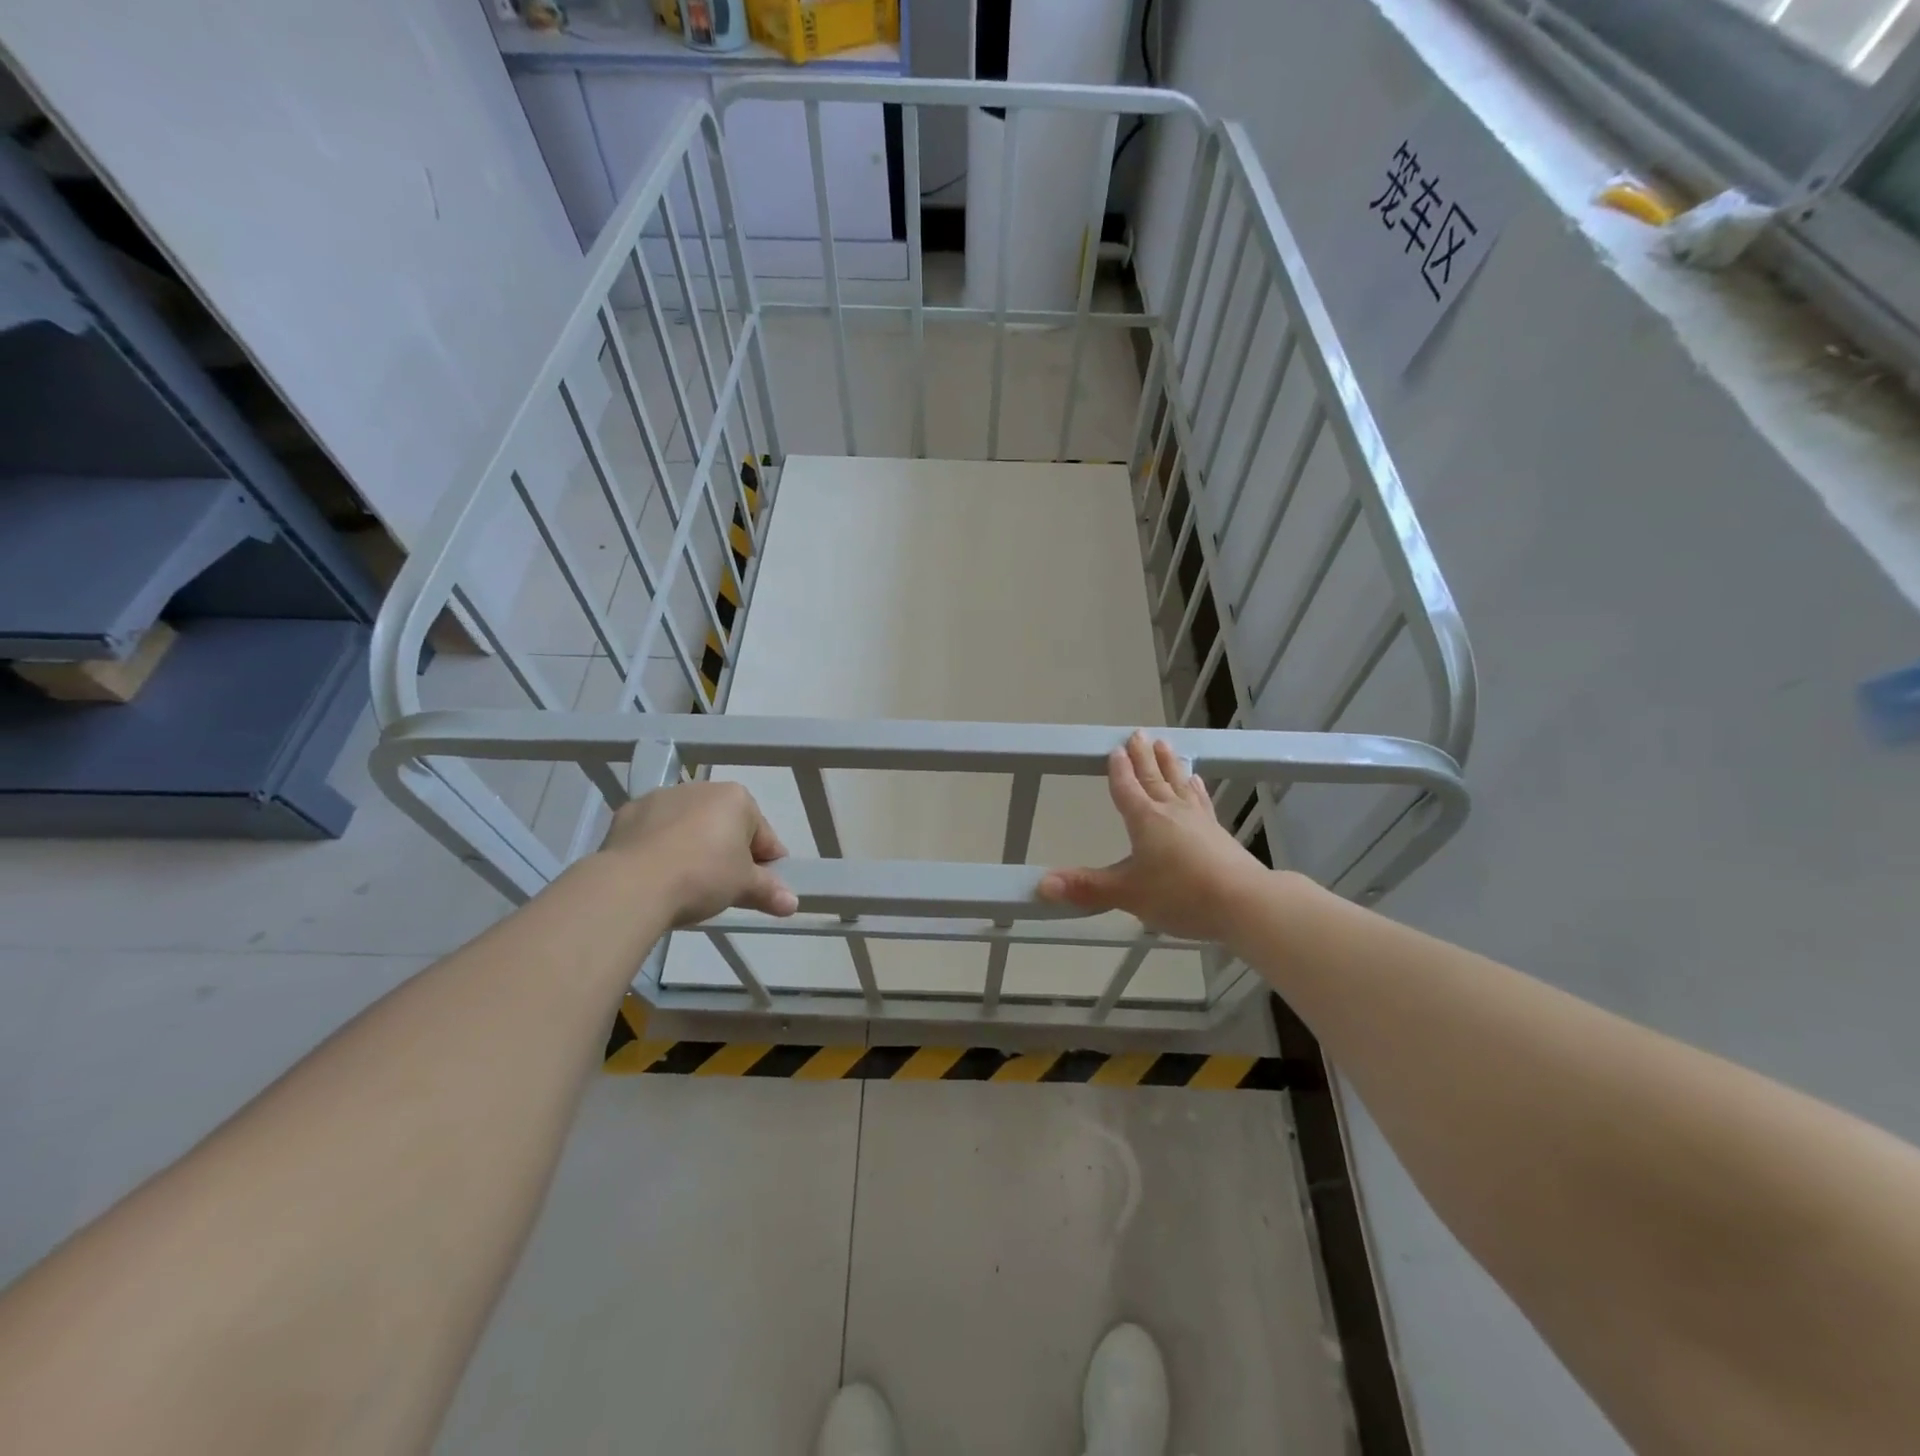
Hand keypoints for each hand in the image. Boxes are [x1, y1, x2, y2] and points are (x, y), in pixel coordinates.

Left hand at [598, 780, 796, 925]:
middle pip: (725, 826)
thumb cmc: (702, 876)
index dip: (767, 864)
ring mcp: (660, 798)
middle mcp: (700, 788)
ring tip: (686, 884)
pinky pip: (654, 832)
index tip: (762, 888)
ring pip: (688, 826)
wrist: (633, 884)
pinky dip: (660, 848)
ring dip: (693, 848)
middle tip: (724, 888)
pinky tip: (658, 875)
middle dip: (727, 852)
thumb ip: (769, 891)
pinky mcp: (628, 814)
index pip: (763, 835)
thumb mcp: (744, 887)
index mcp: (736, 798)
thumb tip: (793, 903)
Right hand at [1039, 730, 1270, 942]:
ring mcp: (1198, 820)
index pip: (1127, 788)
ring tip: (1165, 745)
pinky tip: (1196, 782)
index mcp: (1145, 820)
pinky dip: (1195, 789)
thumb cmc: (1180, 894)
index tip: (1115, 749)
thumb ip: (1086, 887)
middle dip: (1143, 758)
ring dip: (1170, 764)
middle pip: (1154, 778)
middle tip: (1139, 733)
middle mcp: (1171, 812)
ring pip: (1179, 783)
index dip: (1119, 770)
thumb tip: (1041, 885)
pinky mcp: (1218, 833)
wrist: (1244, 903)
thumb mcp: (1127, 894)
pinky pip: (1201, 801)